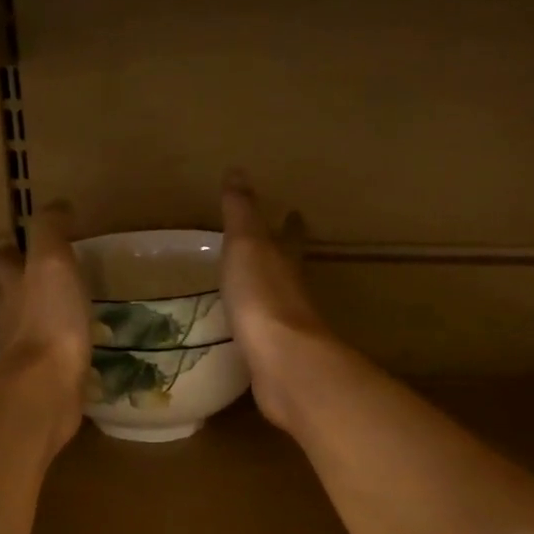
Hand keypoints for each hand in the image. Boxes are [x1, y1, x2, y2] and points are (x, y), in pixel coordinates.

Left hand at [0, 203, 91, 438]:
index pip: (2, 259)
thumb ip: (51, 231)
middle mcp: (7, 316)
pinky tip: (68, 351)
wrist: (47, 387)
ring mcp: (19, 352)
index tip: (29, 246)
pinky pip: (42, 359)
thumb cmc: (50, 319)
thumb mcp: (52, 262)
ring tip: (56, 314)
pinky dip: (51, 351)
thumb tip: (57, 206)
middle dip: (13, 284)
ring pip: (19, 328)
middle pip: (2, 294)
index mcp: (9, 285)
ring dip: (30, 319)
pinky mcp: (38, 380)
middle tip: (37, 279)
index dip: (12, 250)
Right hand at [220, 170, 335, 428]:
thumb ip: (241, 213)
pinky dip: (255, 330)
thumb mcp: (247, 245)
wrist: (282, 362)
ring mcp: (286, 329)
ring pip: (277, 304)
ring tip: (249, 293)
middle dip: (283, 259)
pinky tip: (244, 336)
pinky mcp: (275, 360)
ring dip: (268, 295)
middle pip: (289, 270)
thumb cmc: (262, 296)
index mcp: (286, 262)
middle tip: (272, 251)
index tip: (295, 212)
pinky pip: (263, 338)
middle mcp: (292, 293)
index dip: (292, 224)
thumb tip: (238, 171)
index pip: (291, 236)